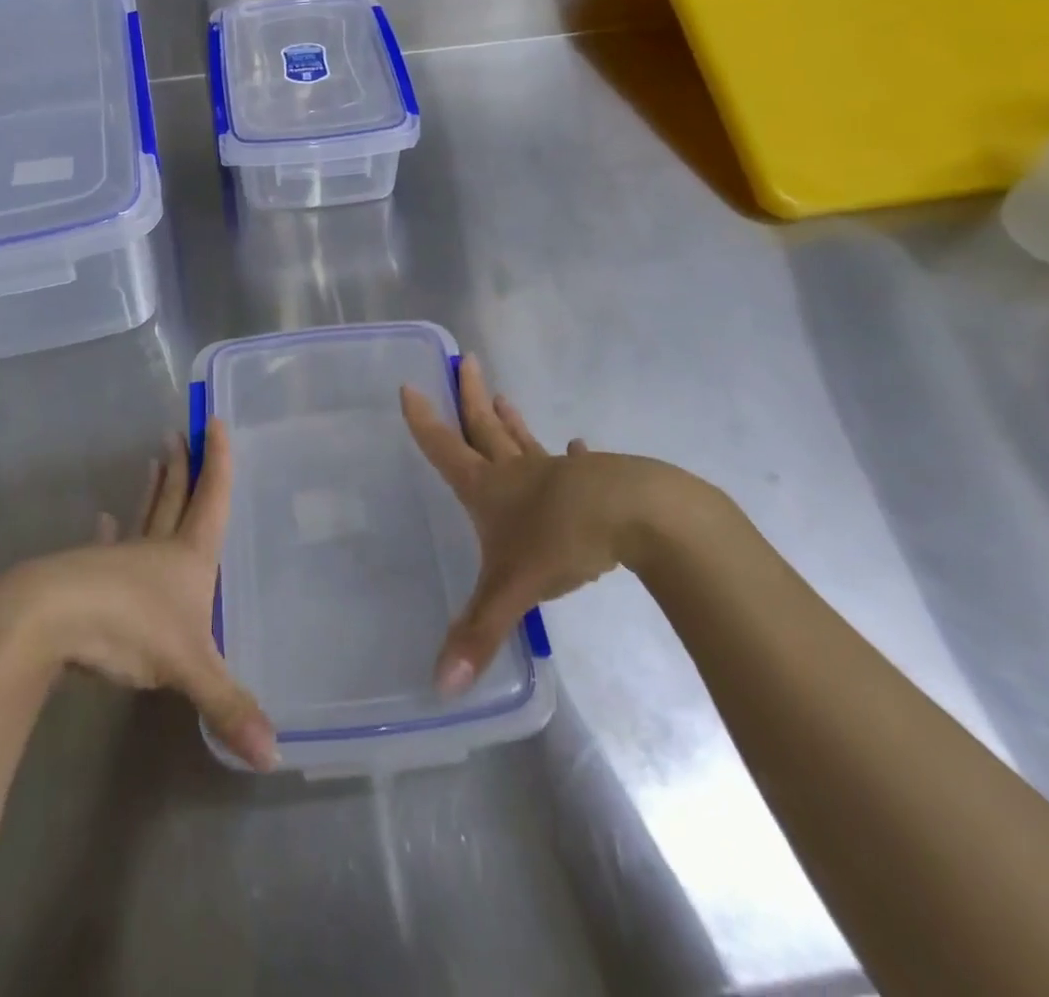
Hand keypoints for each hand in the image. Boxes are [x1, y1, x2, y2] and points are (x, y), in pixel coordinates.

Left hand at [0, 419, 278, 771]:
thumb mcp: (188, 668)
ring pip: (145, 515)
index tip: (214, 420)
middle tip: (184, 432)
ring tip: (155, 460)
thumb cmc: (129, 628)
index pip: (212, 498)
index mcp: (190, 558)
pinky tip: (105, 521)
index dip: (219, 462)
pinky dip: (110, 533)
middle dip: (185, 467)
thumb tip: (276, 755)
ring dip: (153, 489)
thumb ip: (229, 707)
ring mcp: (121, 558)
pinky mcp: (90, 574)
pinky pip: (107, 547)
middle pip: (177, 497)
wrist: (51, 619)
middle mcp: (159, 549)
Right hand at [400, 355, 727, 694]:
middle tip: (465, 362)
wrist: (638, 516)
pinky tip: (580, 446)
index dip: (424, 421)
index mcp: (488, 487)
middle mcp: (516, 472)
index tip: (409, 386)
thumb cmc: (562, 540)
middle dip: (470, 398)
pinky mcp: (595, 481)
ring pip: (524, 441)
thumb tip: (439, 687)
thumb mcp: (512, 588)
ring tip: (503, 398)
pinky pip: (576, 464)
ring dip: (510, 422)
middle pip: (484, 428)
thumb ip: (477, 634)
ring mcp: (557, 473)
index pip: (445, 448)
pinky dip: (574, 455)